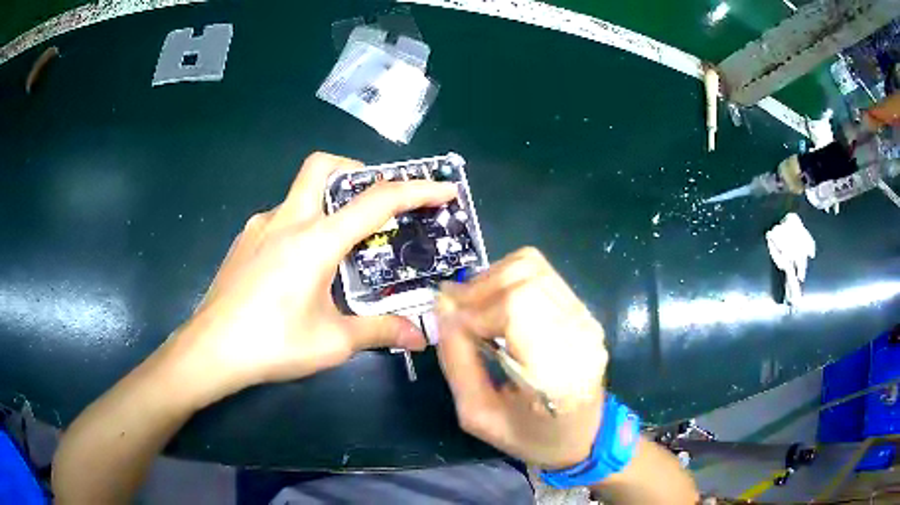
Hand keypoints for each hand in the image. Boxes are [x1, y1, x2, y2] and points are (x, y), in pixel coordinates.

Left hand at [169, 152, 458, 401]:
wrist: (210, 350)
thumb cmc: (272, 344)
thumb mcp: (333, 342)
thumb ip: (379, 331)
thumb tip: (420, 336)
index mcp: (315, 240)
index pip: (376, 201)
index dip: (416, 190)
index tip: (443, 190)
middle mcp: (287, 219)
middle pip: (324, 167)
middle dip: (357, 171)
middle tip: (373, 203)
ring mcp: (260, 226)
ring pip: (300, 192)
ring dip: (327, 204)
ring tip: (339, 247)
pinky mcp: (244, 240)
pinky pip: (280, 218)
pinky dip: (302, 226)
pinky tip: (299, 267)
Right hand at [436, 247, 608, 468]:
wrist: (583, 436)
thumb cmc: (530, 436)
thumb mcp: (478, 415)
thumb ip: (456, 361)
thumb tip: (442, 308)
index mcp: (557, 371)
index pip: (516, 306)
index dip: (474, 309)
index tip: (451, 326)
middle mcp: (579, 334)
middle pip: (524, 277)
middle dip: (479, 288)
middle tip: (455, 312)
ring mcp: (586, 318)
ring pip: (532, 266)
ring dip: (493, 280)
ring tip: (474, 308)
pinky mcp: (584, 311)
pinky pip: (542, 275)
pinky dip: (509, 281)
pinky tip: (497, 307)